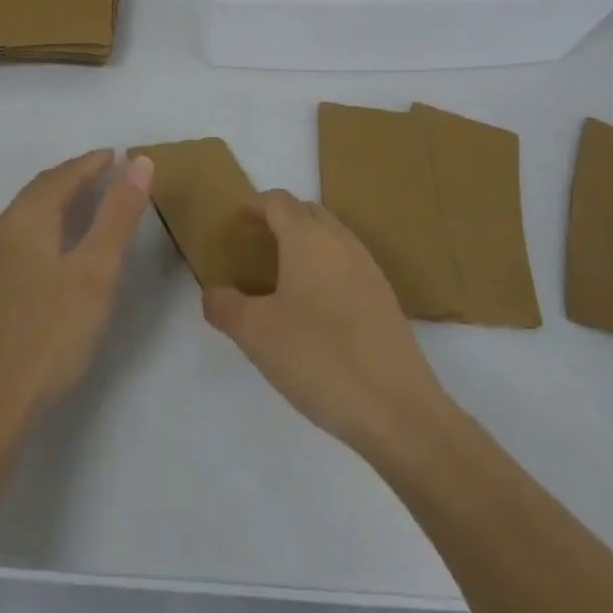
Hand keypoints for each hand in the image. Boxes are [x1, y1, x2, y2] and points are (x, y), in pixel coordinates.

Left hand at [0, 151, 152, 428]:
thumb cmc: (52, 331)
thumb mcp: (96, 270)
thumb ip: (118, 214)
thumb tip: (138, 162)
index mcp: (26, 218)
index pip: (63, 175)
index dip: (92, 163)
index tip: (117, 156)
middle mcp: (1, 229)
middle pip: (40, 190)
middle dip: (73, 177)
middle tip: (104, 174)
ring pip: (26, 214)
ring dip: (56, 201)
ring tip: (84, 204)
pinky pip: (17, 238)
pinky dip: (42, 227)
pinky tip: (53, 249)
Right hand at [203, 191, 450, 455]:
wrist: (399, 410)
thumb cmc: (318, 359)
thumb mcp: (255, 334)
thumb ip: (224, 306)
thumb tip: (213, 293)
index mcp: (307, 238)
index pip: (277, 201)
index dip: (253, 206)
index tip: (235, 225)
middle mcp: (341, 241)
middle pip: (306, 212)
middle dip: (279, 220)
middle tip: (255, 247)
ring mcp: (368, 268)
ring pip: (330, 236)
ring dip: (305, 243)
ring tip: (281, 276)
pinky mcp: (385, 298)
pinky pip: (347, 263)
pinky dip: (325, 267)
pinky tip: (314, 307)